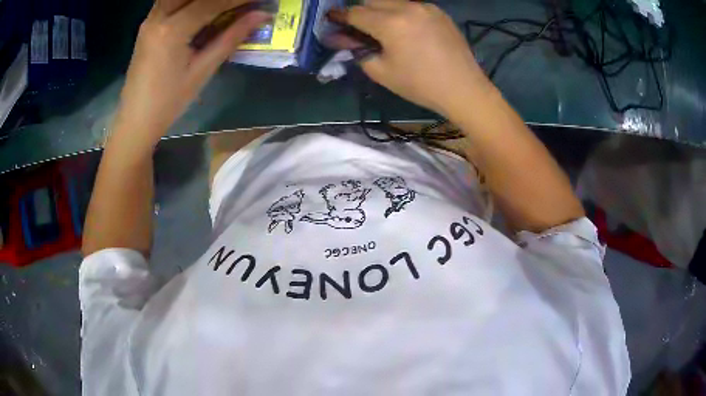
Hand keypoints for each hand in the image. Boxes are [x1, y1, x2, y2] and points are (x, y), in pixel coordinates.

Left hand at [112, 0, 270, 147]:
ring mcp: (150, 20)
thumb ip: (231, 38)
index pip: (212, 2)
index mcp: (172, 30)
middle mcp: (158, 17)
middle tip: (238, 3)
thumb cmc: (168, 102)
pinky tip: (200, 8)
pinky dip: (188, 1)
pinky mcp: (147, 25)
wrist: (135, 121)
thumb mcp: (202, 71)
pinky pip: (170, 1)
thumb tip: (260, 16)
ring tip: (222, 6)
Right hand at [330, 0, 491, 117]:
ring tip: (385, 29)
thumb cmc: (420, 85)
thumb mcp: (382, 72)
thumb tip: (340, 39)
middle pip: (372, 0)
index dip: (339, 16)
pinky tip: (407, 29)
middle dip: (361, 11)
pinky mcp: (439, 12)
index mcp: (390, 23)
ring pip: (392, 1)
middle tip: (359, 28)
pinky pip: (411, 5)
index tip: (332, 20)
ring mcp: (426, 7)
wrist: (464, 88)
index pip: (355, 12)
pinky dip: (401, 12)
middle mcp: (407, 7)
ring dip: (381, 10)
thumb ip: (357, 50)